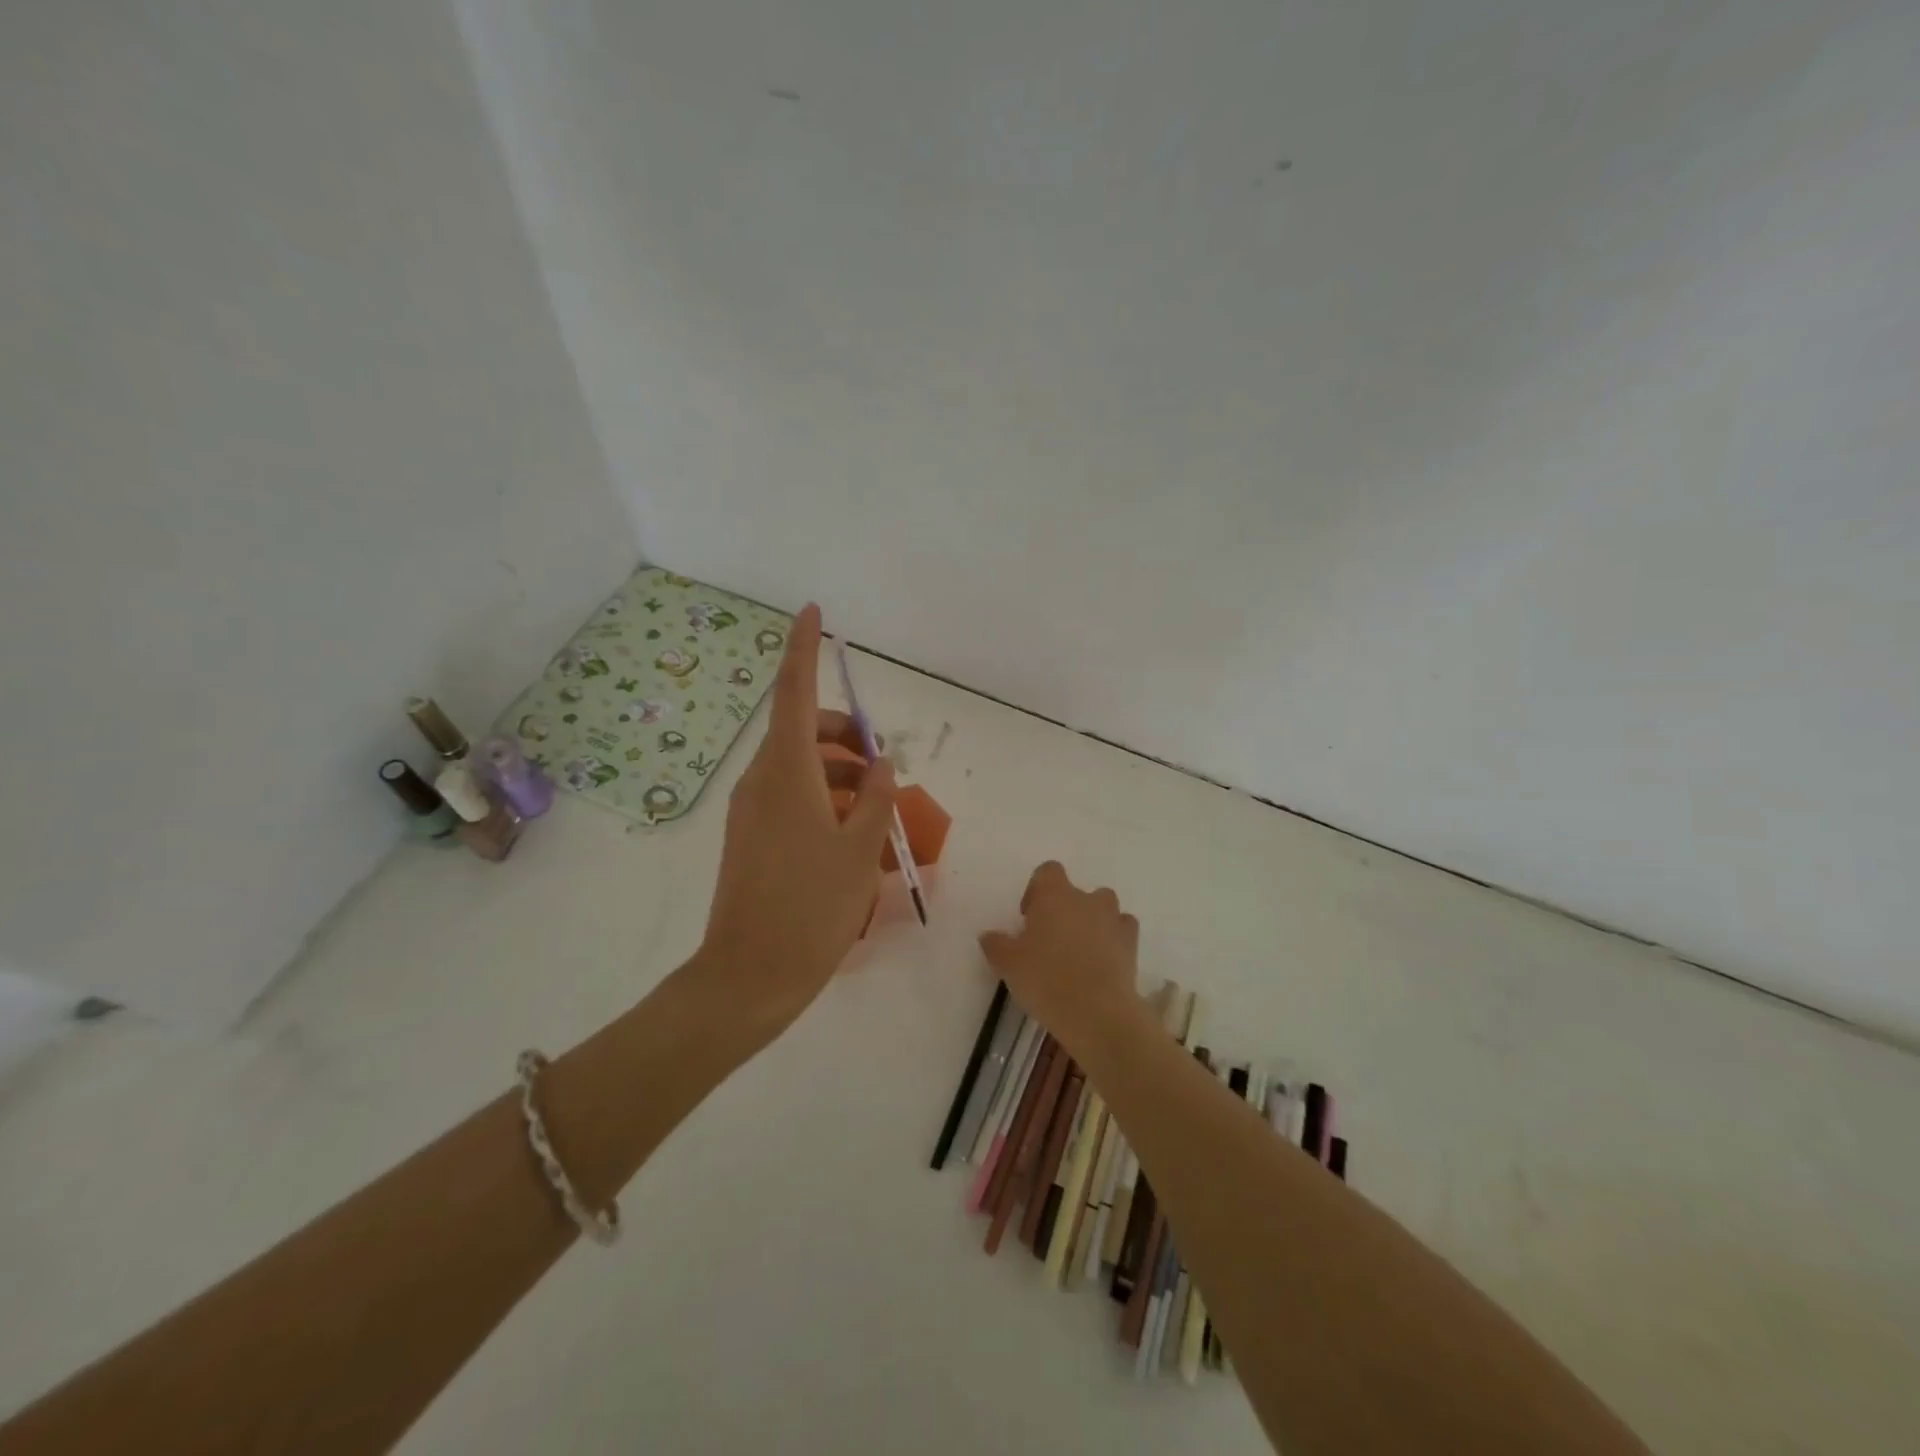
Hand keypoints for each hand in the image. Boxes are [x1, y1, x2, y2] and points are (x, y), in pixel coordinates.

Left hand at [698, 604, 897, 1035]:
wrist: (751, 975)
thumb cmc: (813, 908)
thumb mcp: (860, 851)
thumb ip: (876, 799)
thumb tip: (880, 764)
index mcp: (787, 774)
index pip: (795, 694)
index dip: (803, 649)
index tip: (812, 611)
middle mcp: (762, 781)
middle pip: (802, 731)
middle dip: (844, 733)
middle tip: (883, 765)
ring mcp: (751, 809)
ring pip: (798, 765)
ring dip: (838, 770)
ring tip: (876, 808)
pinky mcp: (749, 835)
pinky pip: (789, 795)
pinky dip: (822, 796)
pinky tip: (851, 831)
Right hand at [979, 861, 1149, 1057]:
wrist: (1097, 1012)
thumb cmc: (1046, 979)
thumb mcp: (1008, 964)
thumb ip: (996, 945)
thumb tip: (989, 936)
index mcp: (1055, 895)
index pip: (1048, 871)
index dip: (1037, 890)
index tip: (1029, 917)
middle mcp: (1086, 899)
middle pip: (1076, 891)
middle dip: (1064, 909)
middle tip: (1050, 940)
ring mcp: (1113, 920)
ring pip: (1103, 908)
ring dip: (1092, 922)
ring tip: (1079, 952)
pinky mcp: (1132, 944)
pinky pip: (1122, 930)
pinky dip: (1114, 940)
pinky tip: (1103, 962)